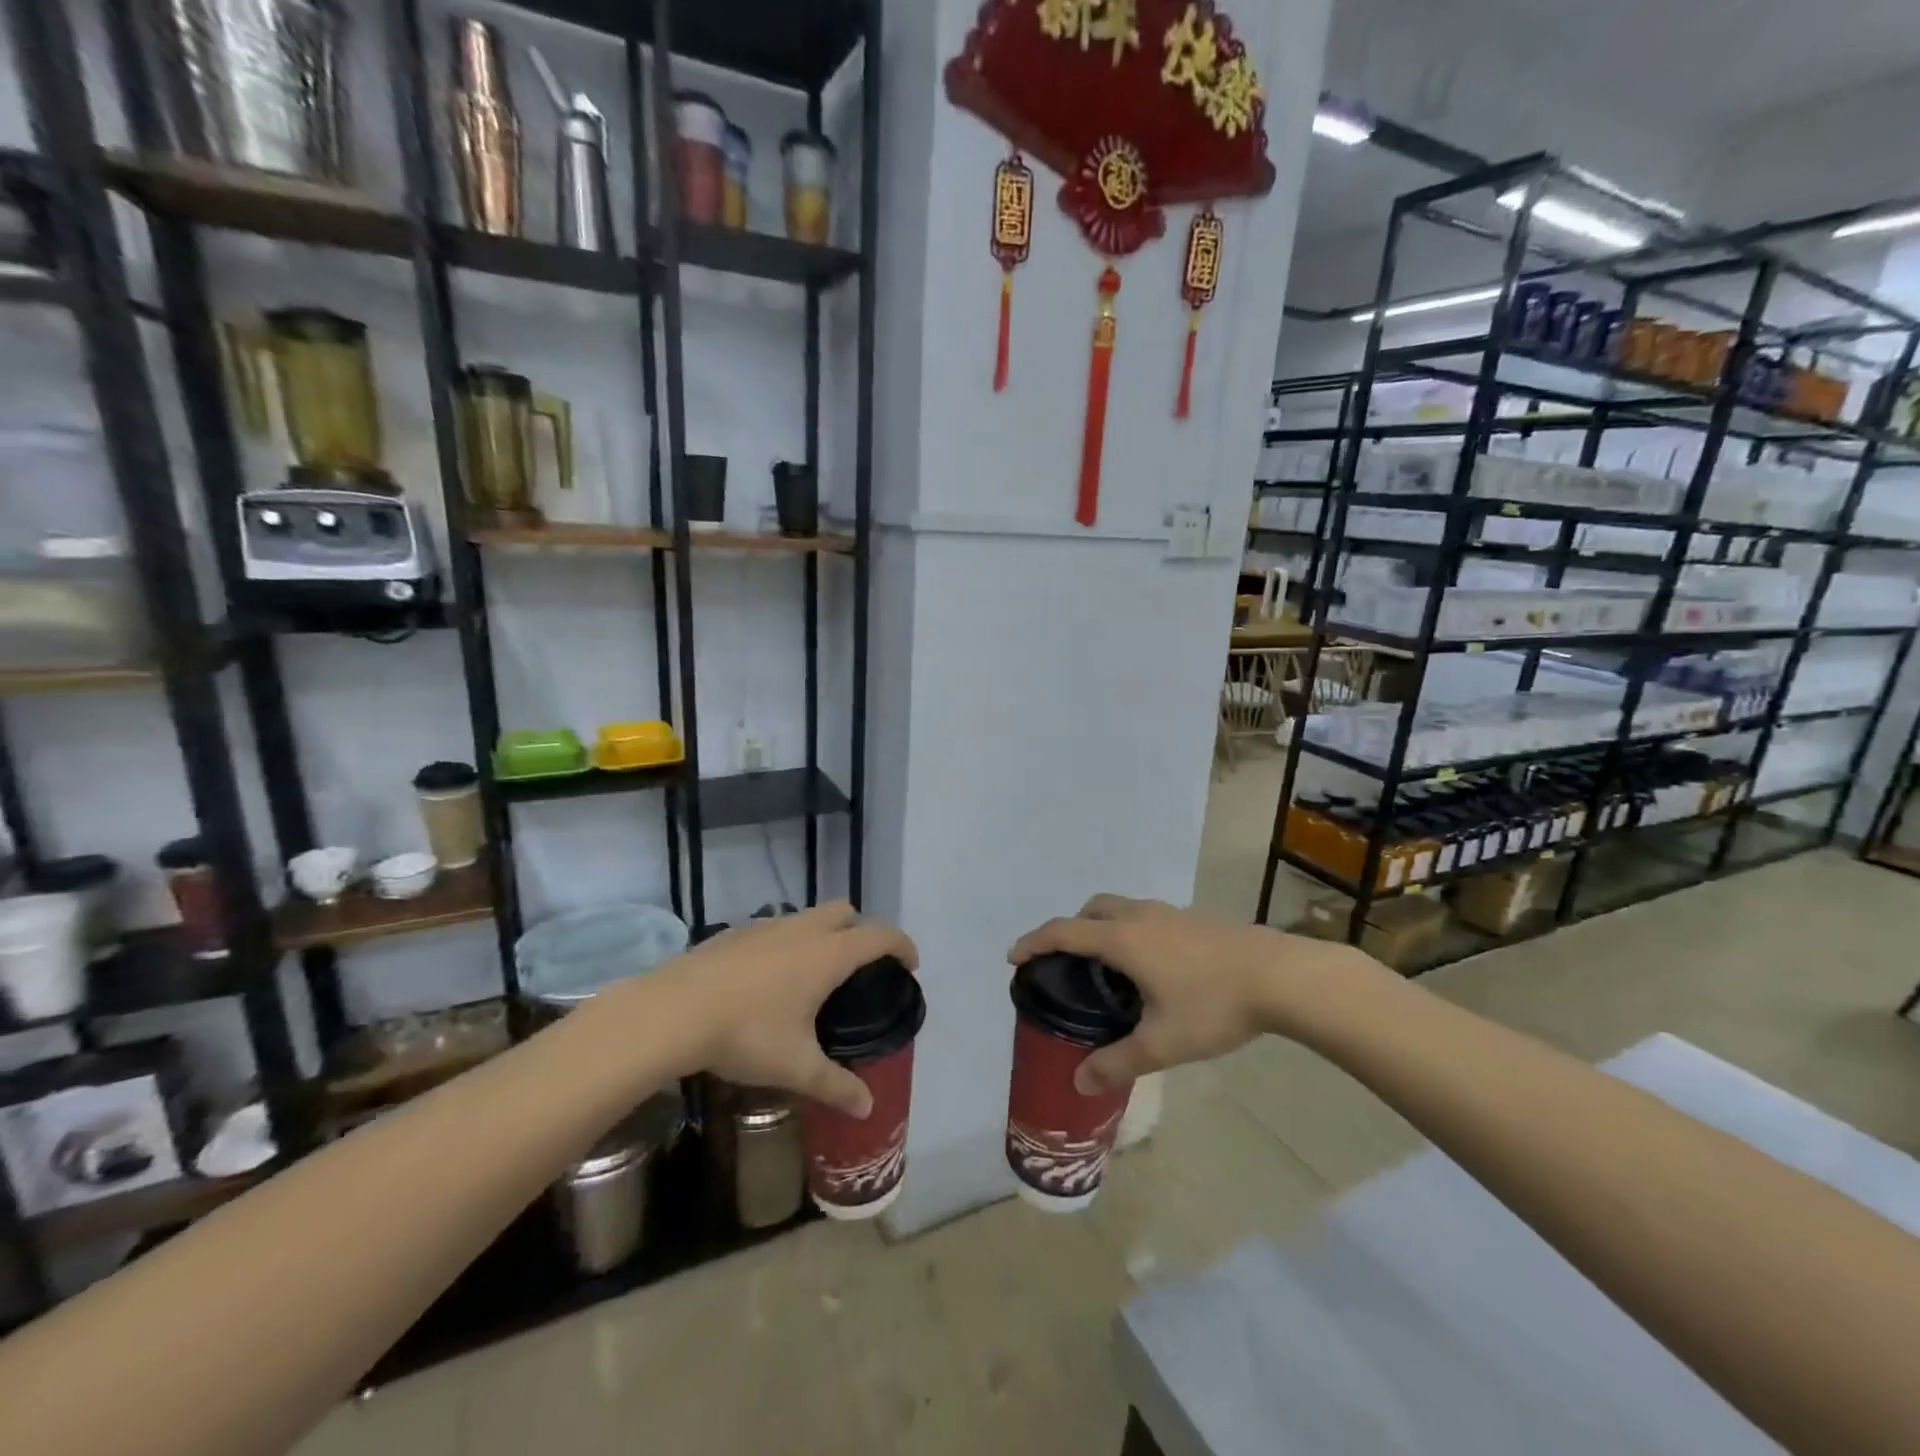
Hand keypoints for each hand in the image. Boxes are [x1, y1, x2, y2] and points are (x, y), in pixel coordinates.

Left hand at [644, 903, 916, 1118]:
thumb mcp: (796, 1066)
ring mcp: (766, 926)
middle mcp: (803, 930)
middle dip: (861, 931)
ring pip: (809, 916)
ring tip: (815, 975)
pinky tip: (770, 979)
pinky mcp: (736, 933)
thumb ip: (836, 1085)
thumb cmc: (746, 1034)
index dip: (902, 945)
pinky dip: (789, 942)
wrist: (672, 1012)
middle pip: (846, 912)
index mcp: (828, 954)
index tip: (910, 965)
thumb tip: (868, 1109)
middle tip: (860, 968)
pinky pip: (777, 927)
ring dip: (823, 933)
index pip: (880, 936)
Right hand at [1008, 895, 1366, 1093]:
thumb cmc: (1214, 1005)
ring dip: (1101, 927)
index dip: (1033, 941)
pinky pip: (1144, 916)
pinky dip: (1129, 931)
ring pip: (1120, 908)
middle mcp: (1139, 916)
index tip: (1014, 958)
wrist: (1280, 976)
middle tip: (1065, 964)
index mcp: (1123, 939)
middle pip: (1090, 910)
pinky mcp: (1193, 918)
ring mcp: (1169, 913)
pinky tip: (1151, 968)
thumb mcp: (1162, 1043)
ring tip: (1107, 968)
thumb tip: (1080, 1080)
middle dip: (1069, 930)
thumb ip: (1118, 1062)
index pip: (1064, 932)